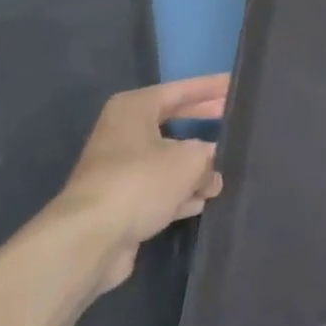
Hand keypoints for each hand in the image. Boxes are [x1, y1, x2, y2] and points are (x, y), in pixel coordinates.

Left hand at [53, 74, 227, 292]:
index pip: (181, 90)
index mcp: (135, 108)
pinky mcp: (120, 202)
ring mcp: (120, 169)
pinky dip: (181, 192)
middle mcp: (124, 133)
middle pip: (174, 122)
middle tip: (236, 122)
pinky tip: (204, 200)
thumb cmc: (141, 181)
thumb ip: (210, 156)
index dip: (212, 88)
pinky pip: (159, 189)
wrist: (89, 239)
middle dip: (205, 125)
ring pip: (167, 159)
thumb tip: (214, 168)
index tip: (236, 85)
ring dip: (196, 167)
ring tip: (227, 170)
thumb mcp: (190, 160)